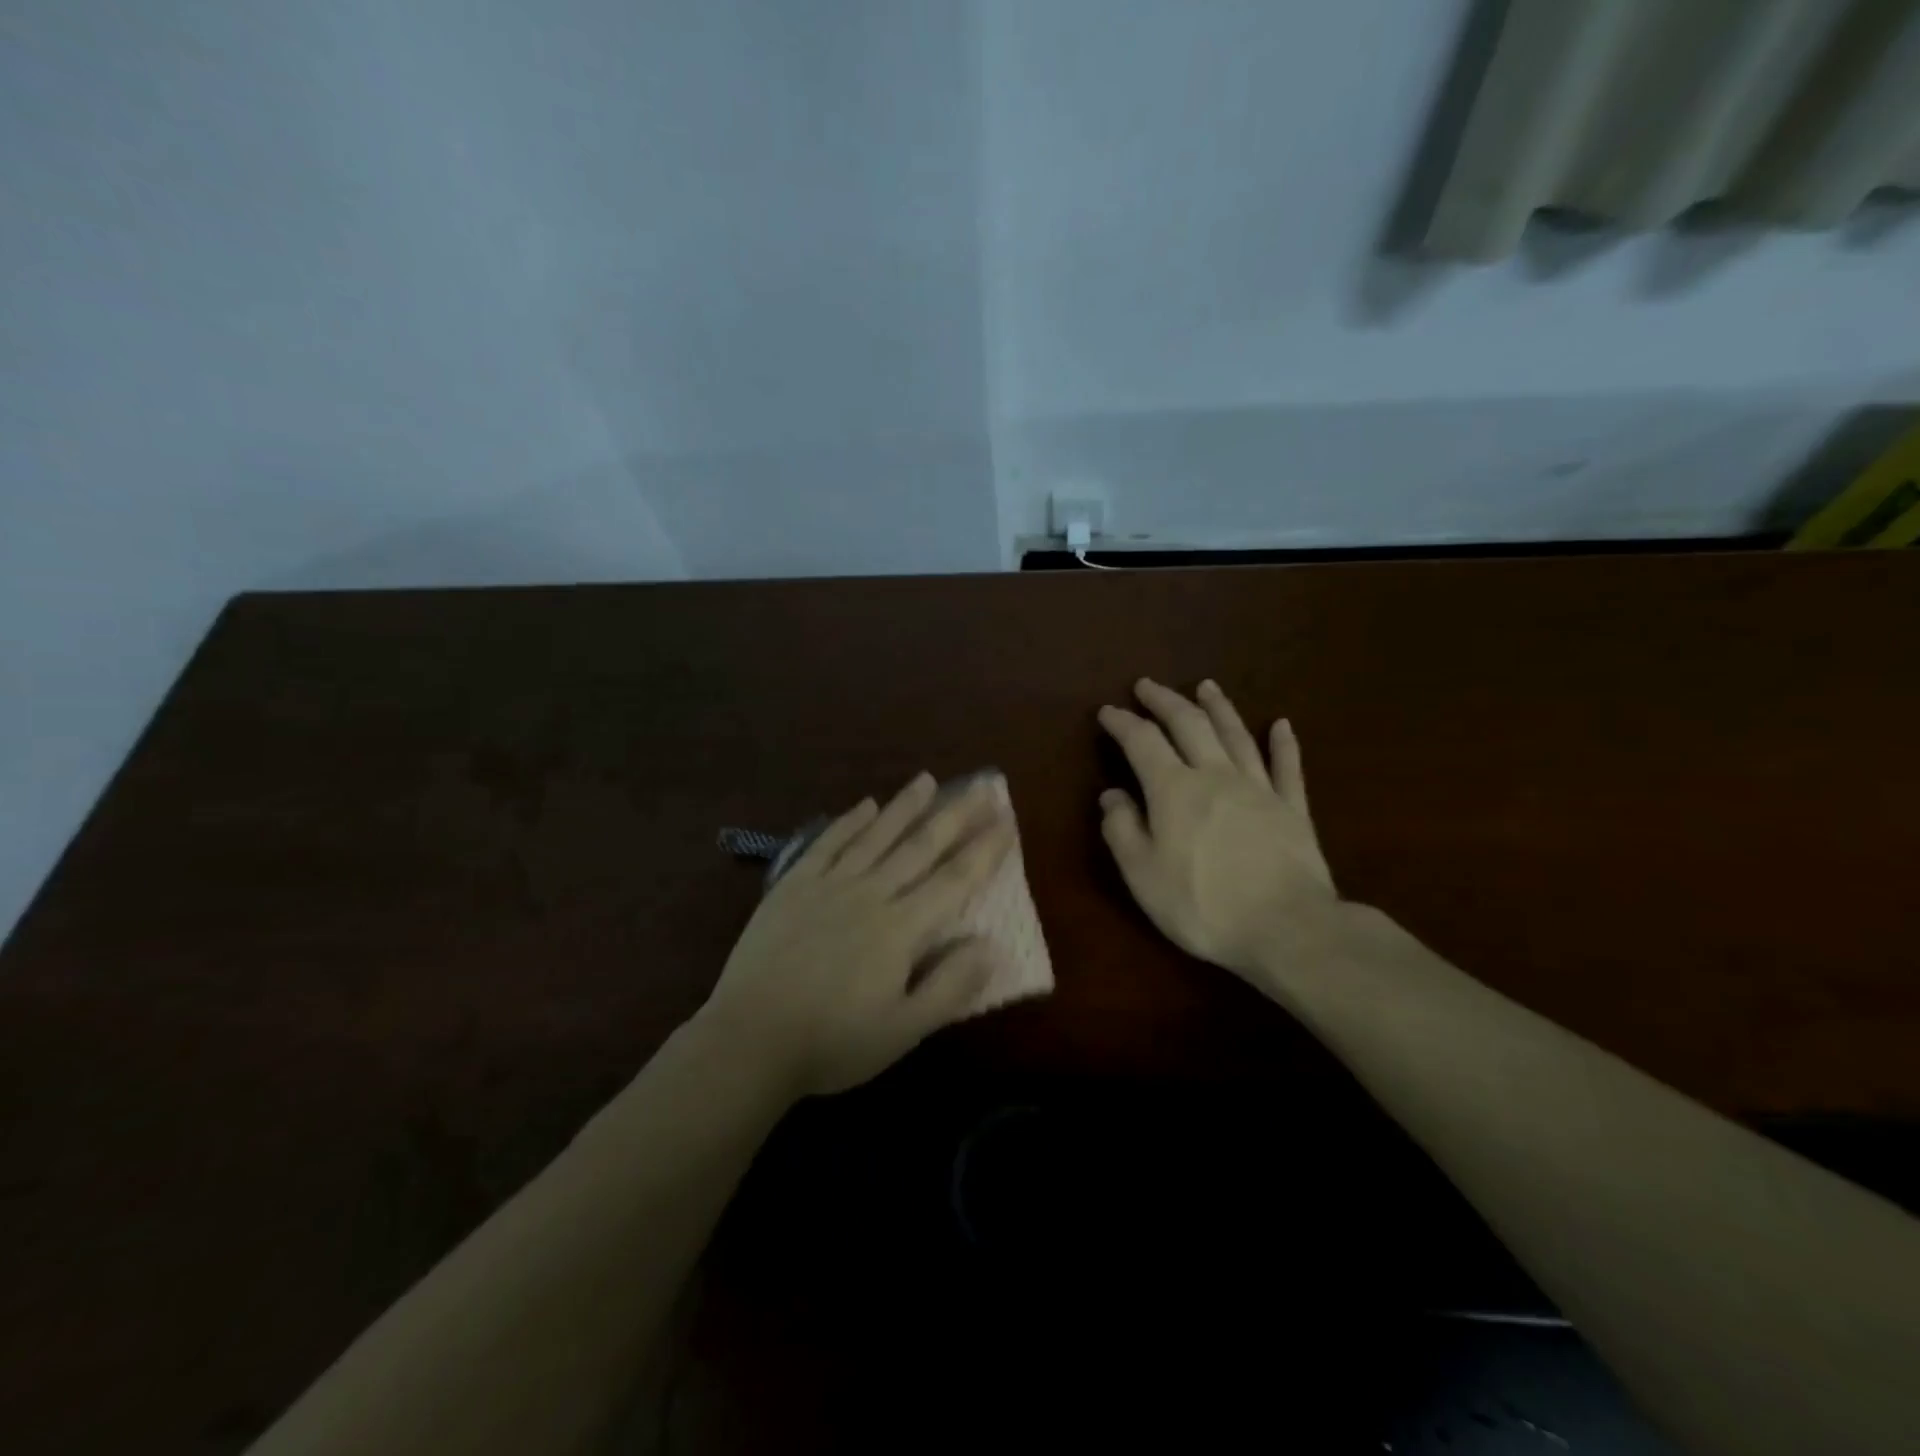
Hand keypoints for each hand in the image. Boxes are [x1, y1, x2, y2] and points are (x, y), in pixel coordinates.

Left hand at [697, 773, 1014, 1098]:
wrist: (749, 1039)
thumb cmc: (833, 1042)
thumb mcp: (903, 1031)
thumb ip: (950, 986)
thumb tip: (990, 945)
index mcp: (901, 928)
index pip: (954, 880)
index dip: (984, 850)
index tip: (1006, 819)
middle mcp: (870, 894)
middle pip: (920, 847)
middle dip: (954, 816)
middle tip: (980, 788)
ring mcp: (828, 885)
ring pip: (876, 836)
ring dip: (905, 806)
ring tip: (927, 780)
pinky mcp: (793, 886)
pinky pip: (828, 844)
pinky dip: (849, 822)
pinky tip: (866, 806)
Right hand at [1098, 679, 1337, 979]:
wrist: (1287, 928)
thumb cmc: (1202, 905)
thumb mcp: (1142, 874)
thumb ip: (1122, 829)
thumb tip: (1112, 795)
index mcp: (1174, 789)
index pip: (1142, 742)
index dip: (1122, 723)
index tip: (1107, 711)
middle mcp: (1215, 775)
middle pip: (1189, 725)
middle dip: (1165, 701)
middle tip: (1147, 685)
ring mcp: (1259, 789)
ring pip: (1236, 736)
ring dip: (1218, 708)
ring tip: (1205, 686)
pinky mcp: (1293, 810)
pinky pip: (1287, 768)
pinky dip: (1283, 744)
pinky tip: (1281, 725)